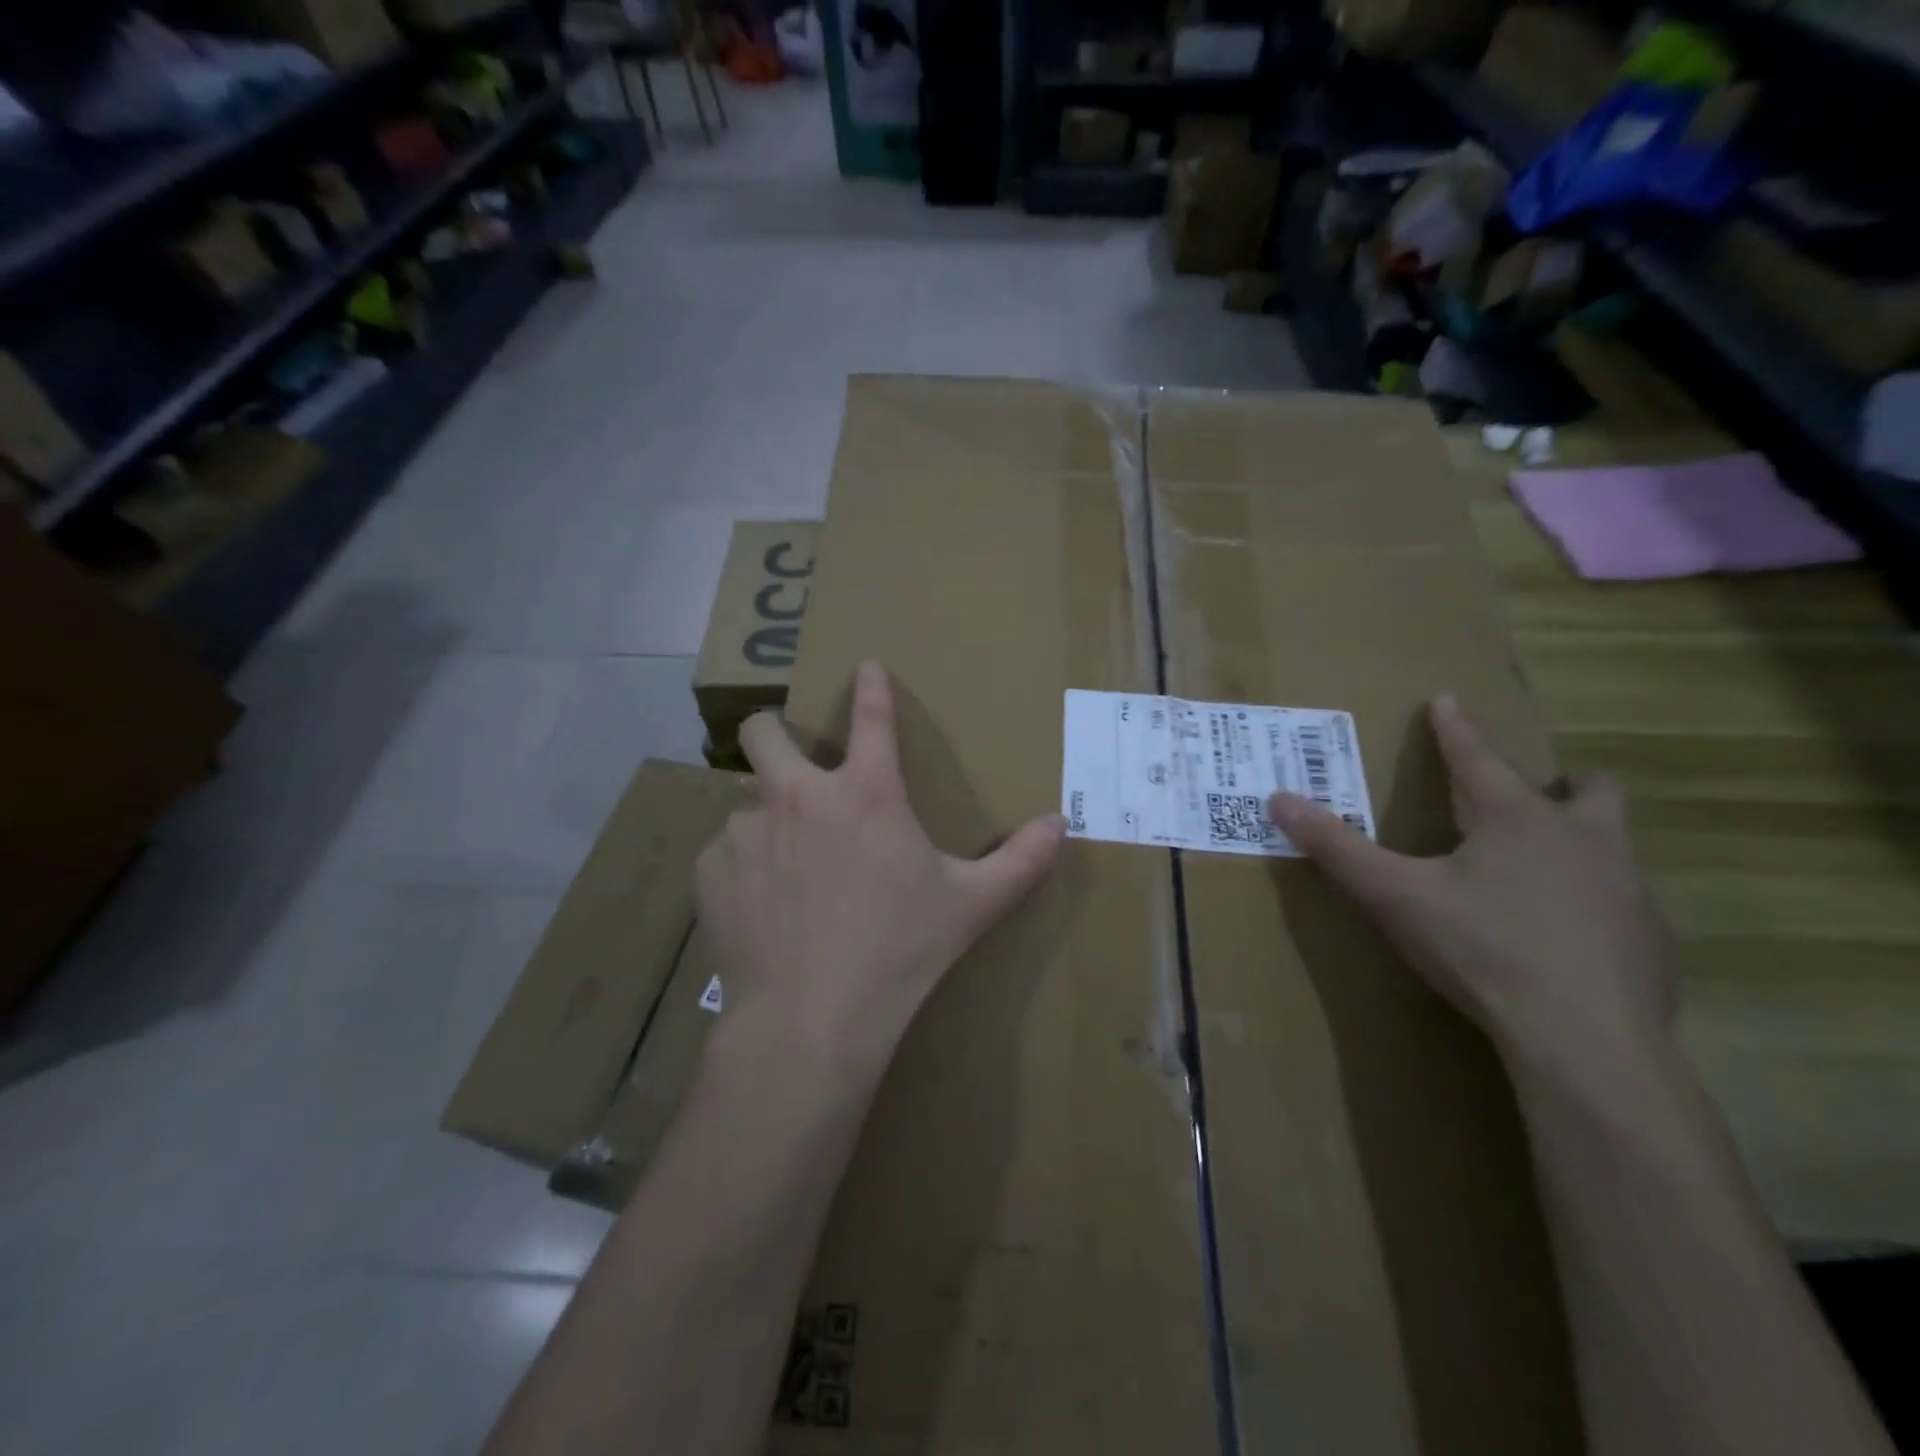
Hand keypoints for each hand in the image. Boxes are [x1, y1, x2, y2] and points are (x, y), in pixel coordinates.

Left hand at [694, 660, 1065, 1087]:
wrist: (809, 1020)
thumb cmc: (898, 952)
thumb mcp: (971, 906)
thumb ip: (1021, 861)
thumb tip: (1061, 825)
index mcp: (865, 794)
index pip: (872, 718)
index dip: (871, 686)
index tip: (864, 664)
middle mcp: (797, 796)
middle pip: (764, 731)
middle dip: (775, 732)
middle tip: (792, 759)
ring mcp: (746, 831)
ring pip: (745, 800)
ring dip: (766, 817)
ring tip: (787, 865)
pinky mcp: (711, 871)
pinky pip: (725, 851)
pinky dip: (744, 865)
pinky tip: (762, 905)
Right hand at [1269, 694, 1676, 1090]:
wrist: (1585, 1040)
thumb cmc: (1482, 949)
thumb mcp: (1394, 896)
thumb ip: (1336, 847)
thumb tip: (1278, 800)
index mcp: (1517, 820)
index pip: (1478, 758)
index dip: (1455, 729)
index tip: (1447, 699)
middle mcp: (1583, 841)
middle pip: (1589, 790)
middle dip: (1563, 782)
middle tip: (1533, 796)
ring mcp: (1629, 891)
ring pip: (1613, 844)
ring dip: (1582, 841)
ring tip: (1543, 869)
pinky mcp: (1652, 942)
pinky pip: (1624, 902)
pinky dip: (1595, 902)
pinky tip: (1566, 936)